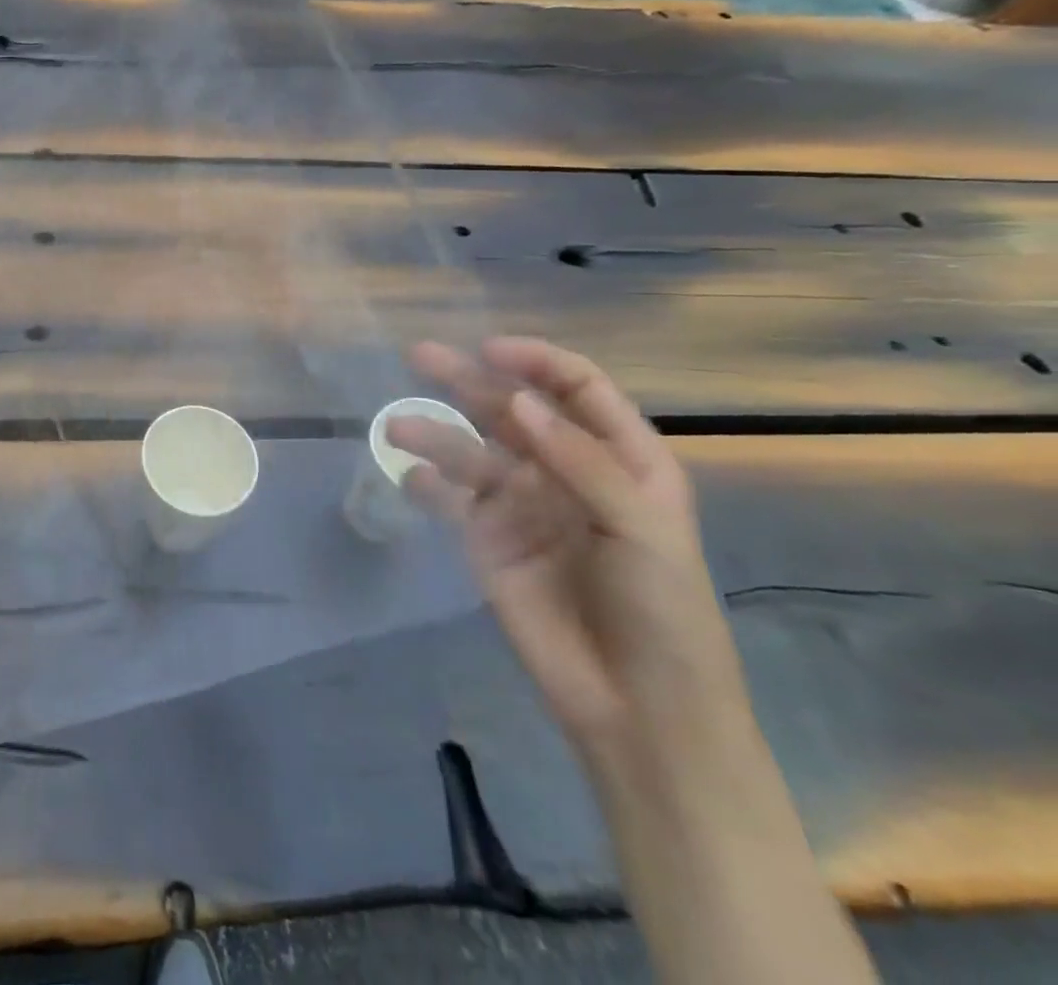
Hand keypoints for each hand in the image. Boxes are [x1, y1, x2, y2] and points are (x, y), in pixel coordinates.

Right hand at [387, 338, 744, 755]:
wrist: (639, 708)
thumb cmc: (663, 611)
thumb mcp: (640, 529)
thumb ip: (579, 461)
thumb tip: (517, 401)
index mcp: (620, 459)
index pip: (576, 389)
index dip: (536, 362)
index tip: (490, 351)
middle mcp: (564, 469)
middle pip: (512, 410)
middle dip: (468, 380)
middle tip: (420, 356)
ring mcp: (521, 504)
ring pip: (472, 451)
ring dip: (435, 434)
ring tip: (397, 429)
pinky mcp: (486, 538)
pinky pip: (451, 499)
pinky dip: (427, 484)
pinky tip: (410, 478)